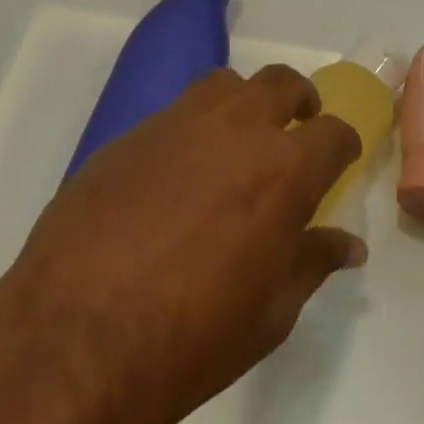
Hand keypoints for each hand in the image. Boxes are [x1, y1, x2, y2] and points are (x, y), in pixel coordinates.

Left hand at [0, 65, 364, 423]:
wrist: (74, 339)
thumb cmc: (192, 338)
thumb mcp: (270, 313)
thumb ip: (312, 262)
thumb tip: (349, 245)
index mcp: (284, 171)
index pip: (334, 134)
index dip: (343, 146)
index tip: (339, 162)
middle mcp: (236, 130)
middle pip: (281, 83)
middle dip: (299, 102)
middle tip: (295, 130)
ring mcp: (176, 126)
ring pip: (223, 86)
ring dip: (242, 105)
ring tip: (235, 144)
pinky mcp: (127, 137)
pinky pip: (172, 116)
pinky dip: (190, 133)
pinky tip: (173, 179)